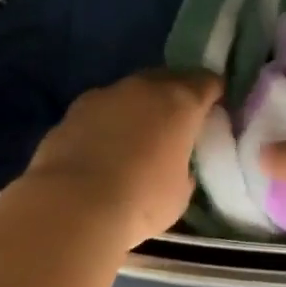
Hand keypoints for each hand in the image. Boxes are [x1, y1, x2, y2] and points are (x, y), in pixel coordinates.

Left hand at [22, 69, 221, 249]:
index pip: (206, 82)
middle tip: (178, 120)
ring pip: (128, 94)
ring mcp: (101, 97)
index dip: (213, 93)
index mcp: (178, 102)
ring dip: (136, 109)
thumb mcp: (180, 192)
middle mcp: (140, 89)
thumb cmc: (141, 200)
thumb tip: (174, 163)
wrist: (73, 206)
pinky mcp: (69, 114)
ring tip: (138, 136)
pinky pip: (98, 113)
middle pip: (165, 80)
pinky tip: (104, 149)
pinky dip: (106, 125)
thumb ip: (183, 167)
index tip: (216, 106)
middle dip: (174, 96)